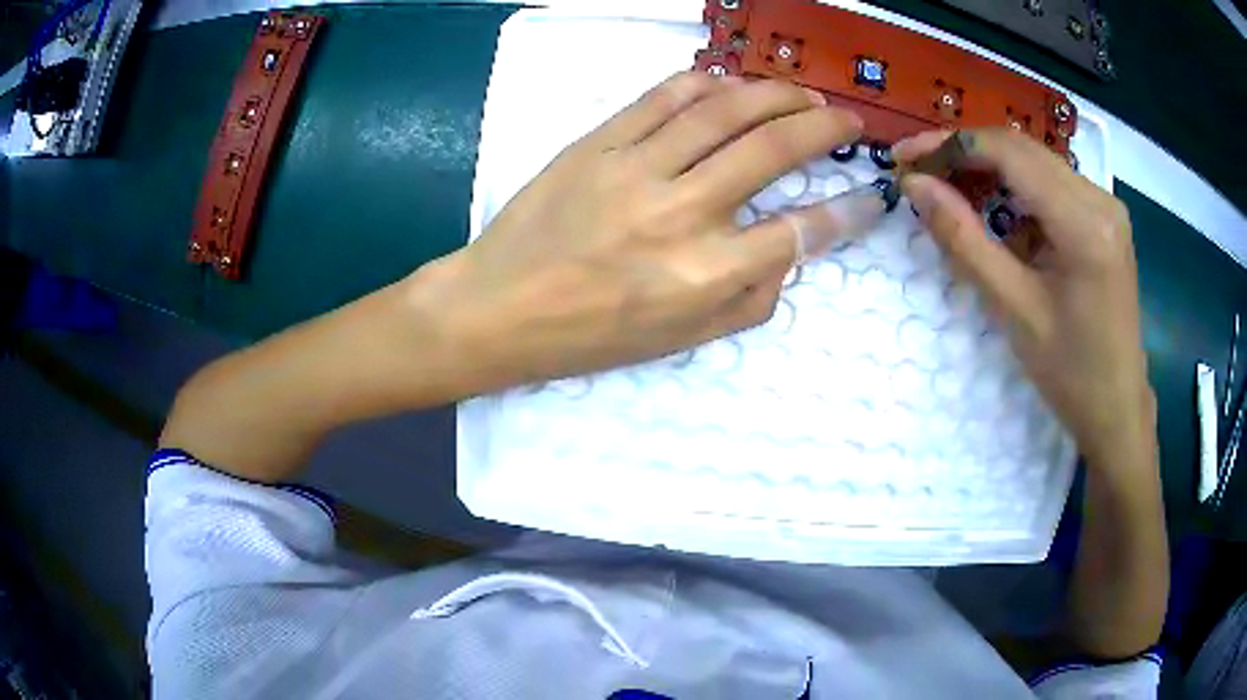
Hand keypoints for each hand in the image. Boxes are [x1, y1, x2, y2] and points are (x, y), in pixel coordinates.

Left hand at [414, 72, 863, 389]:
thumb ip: (748, 302)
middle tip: (847, 120)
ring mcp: (636, 170)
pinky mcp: (598, 143)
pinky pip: (662, 97)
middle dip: (824, 128)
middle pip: (773, 151)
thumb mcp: (680, 343)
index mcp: (703, 275)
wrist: (499, 307)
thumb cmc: (590, 336)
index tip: (868, 195)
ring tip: (803, 93)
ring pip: (724, 111)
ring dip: (776, 94)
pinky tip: (730, 83)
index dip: (846, 211)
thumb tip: (788, 255)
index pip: (799, 232)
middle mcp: (680, 214)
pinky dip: (706, 82)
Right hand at [894, 130, 1153, 464]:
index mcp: (1085, 223)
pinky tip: (994, 212)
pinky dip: (1015, 191)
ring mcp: (1105, 206)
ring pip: (1035, 163)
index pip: (1010, 153)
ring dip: (989, 171)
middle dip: (966, 154)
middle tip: (921, 175)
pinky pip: (1051, 185)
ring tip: (949, 192)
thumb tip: (916, 187)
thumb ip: (964, 240)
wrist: (1117, 408)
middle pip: (1022, 150)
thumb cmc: (1070, 373)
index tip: (906, 158)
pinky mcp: (1103, 218)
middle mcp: (1100, 199)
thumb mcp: (1014, 310)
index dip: (952, 146)